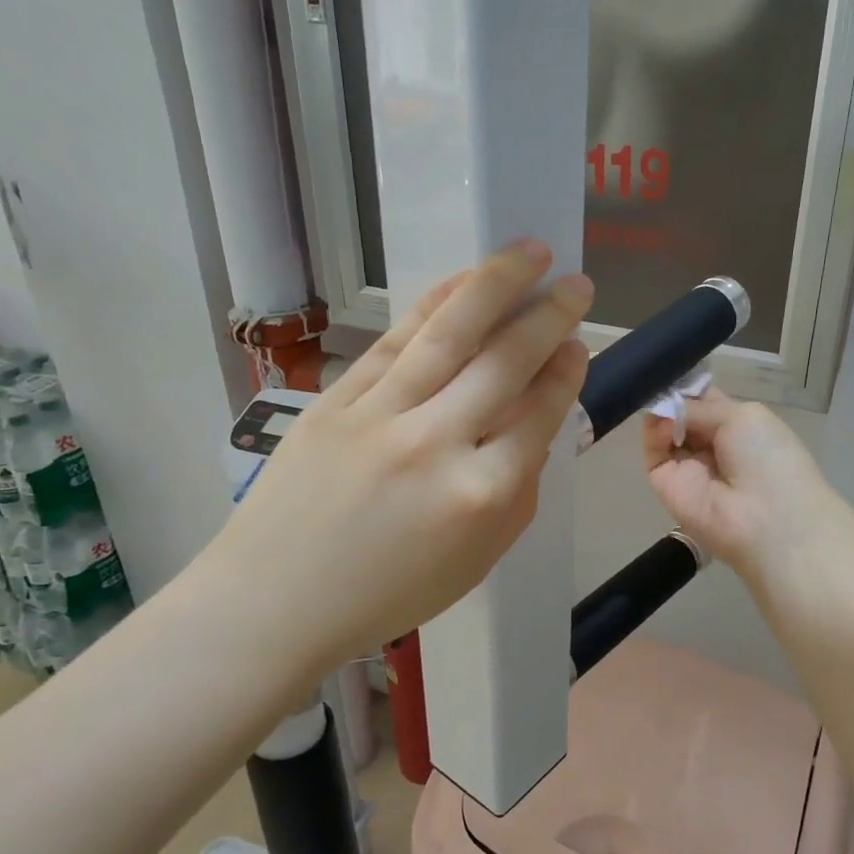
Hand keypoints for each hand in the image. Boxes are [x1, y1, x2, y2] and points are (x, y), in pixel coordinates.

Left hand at [216, 240, 591, 662]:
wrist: (275, 601)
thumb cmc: (388, 594)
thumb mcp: (478, 560)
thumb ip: (517, 491)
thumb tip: (536, 426)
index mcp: (482, 495)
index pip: (541, 414)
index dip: (566, 372)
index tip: (577, 344)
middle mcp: (438, 444)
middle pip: (506, 362)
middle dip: (549, 316)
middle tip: (576, 284)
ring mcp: (382, 415)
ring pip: (452, 333)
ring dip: (498, 283)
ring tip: (532, 252)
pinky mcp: (336, 400)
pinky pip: (395, 340)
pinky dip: (434, 305)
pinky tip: (463, 281)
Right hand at [642, 389, 842, 586]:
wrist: (767, 519)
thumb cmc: (768, 459)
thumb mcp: (742, 417)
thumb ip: (700, 407)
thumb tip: (668, 407)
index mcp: (739, 428)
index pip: (706, 402)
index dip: (690, 387)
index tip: (672, 368)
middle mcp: (713, 447)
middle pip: (682, 415)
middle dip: (672, 398)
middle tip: (660, 382)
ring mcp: (688, 467)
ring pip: (664, 432)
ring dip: (661, 414)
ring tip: (662, 404)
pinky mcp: (666, 485)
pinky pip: (654, 454)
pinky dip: (653, 433)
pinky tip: (661, 423)